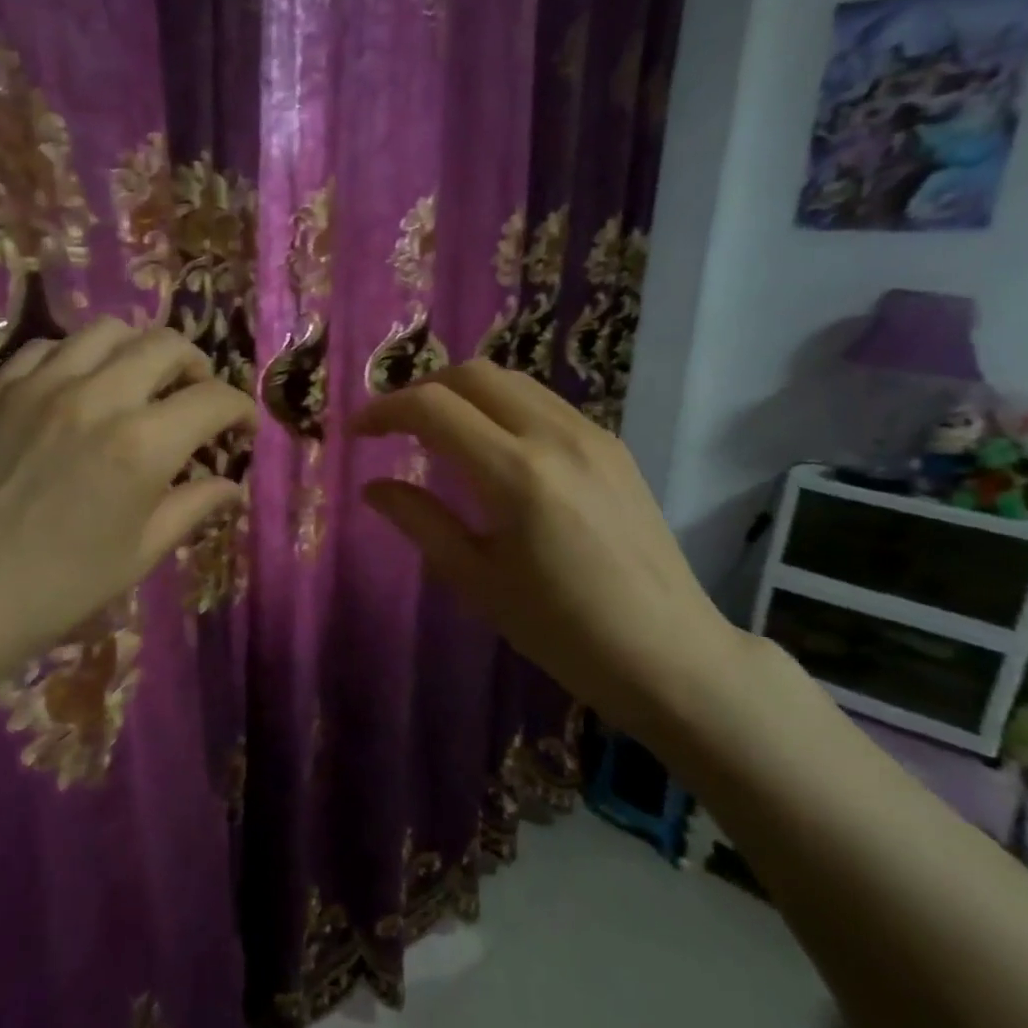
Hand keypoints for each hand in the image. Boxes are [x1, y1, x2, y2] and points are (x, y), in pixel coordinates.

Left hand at [0, 317, 253, 696]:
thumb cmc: (57, 586)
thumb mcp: (139, 553)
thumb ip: (192, 507)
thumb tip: (231, 485)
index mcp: (142, 444)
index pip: (213, 399)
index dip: (239, 409)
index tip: (240, 427)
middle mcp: (97, 396)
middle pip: (166, 344)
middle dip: (196, 366)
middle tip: (195, 396)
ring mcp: (40, 384)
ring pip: (108, 330)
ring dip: (138, 350)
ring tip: (138, 382)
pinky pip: (50, 347)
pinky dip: (79, 358)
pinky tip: (76, 389)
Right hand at [349, 360, 759, 738]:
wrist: (669, 653)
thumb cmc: (562, 631)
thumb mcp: (478, 581)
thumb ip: (421, 522)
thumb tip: (373, 487)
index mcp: (516, 475)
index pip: (434, 408)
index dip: (385, 410)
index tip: (358, 432)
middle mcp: (556, 437)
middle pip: (473, 374)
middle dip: (422, 388)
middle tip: (393, 425)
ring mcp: (592, 435)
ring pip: (513, 381)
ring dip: (464, 392)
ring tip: (437, 430)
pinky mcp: (614, 445)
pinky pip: (545, 402)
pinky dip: (503, 406)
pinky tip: (493, 446)